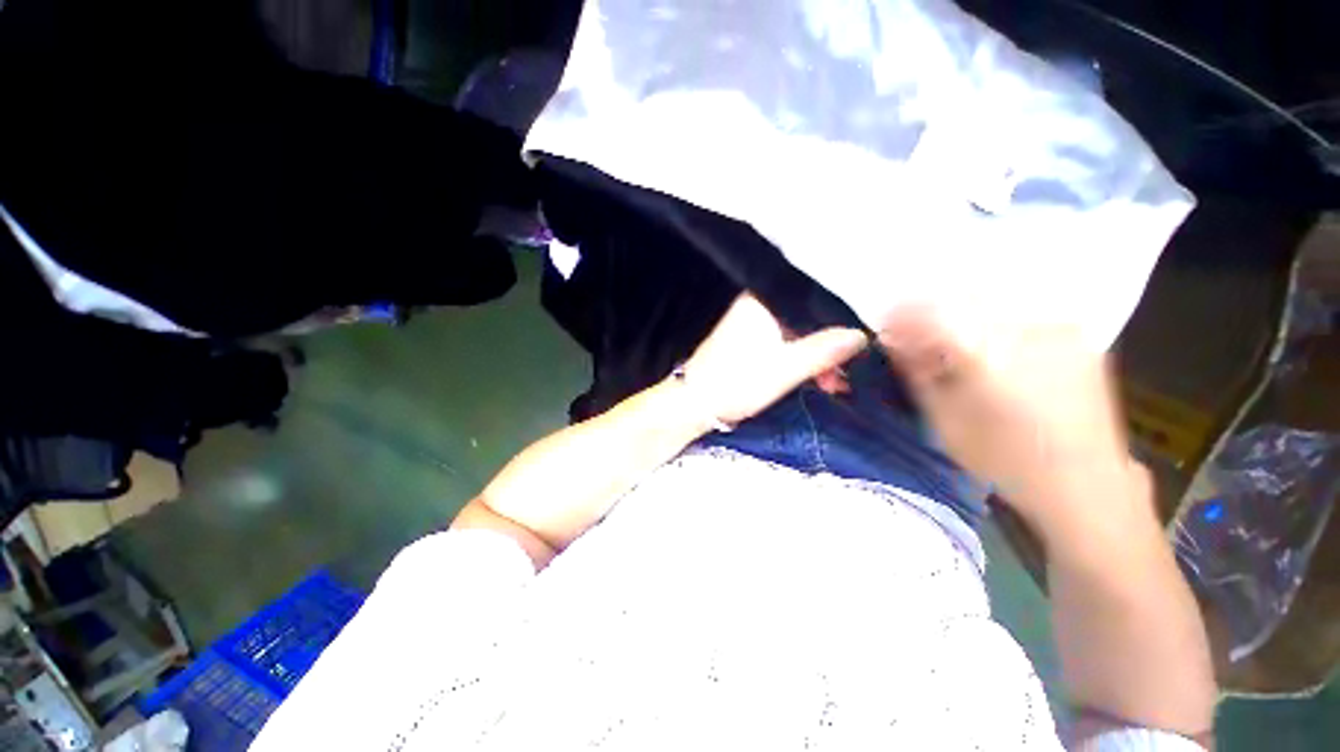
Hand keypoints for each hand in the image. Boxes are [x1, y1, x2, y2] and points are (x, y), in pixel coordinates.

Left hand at [680, 295, 868, 426]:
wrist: (696, 402)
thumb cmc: (738, 382)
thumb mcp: (786, 369)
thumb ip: (824, 350)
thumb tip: (861, 335)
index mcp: (764, 302)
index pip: (814, 300)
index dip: (841, 323)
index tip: (861, 347)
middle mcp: (758, 305)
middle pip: (808, 319)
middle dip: (830, 348)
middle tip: (847, 375)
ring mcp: (753, 323)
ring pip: (798, 334)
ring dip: (817, 358)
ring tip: (834, 385)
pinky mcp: (751, 341)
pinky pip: (785, 344)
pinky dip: (801, 361)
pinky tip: (815, 379)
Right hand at [879, 309, 1152, 542]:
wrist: (1084, 484)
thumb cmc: (1001, 459)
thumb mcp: (943, 419)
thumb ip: (916, 371)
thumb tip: (892, 339)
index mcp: (987, 355)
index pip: (931, 313)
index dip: (902, 314)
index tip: (886, 326)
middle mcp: (1026, 331)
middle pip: (962, 300)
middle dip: (929, 314)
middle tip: (915, 336)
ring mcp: (1058, 330)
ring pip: (992, 304)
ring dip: (961, 318)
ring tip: (951, 344)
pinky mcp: (1078, 337)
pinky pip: (1021, 315)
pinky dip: (994, 325)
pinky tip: (990, 348)